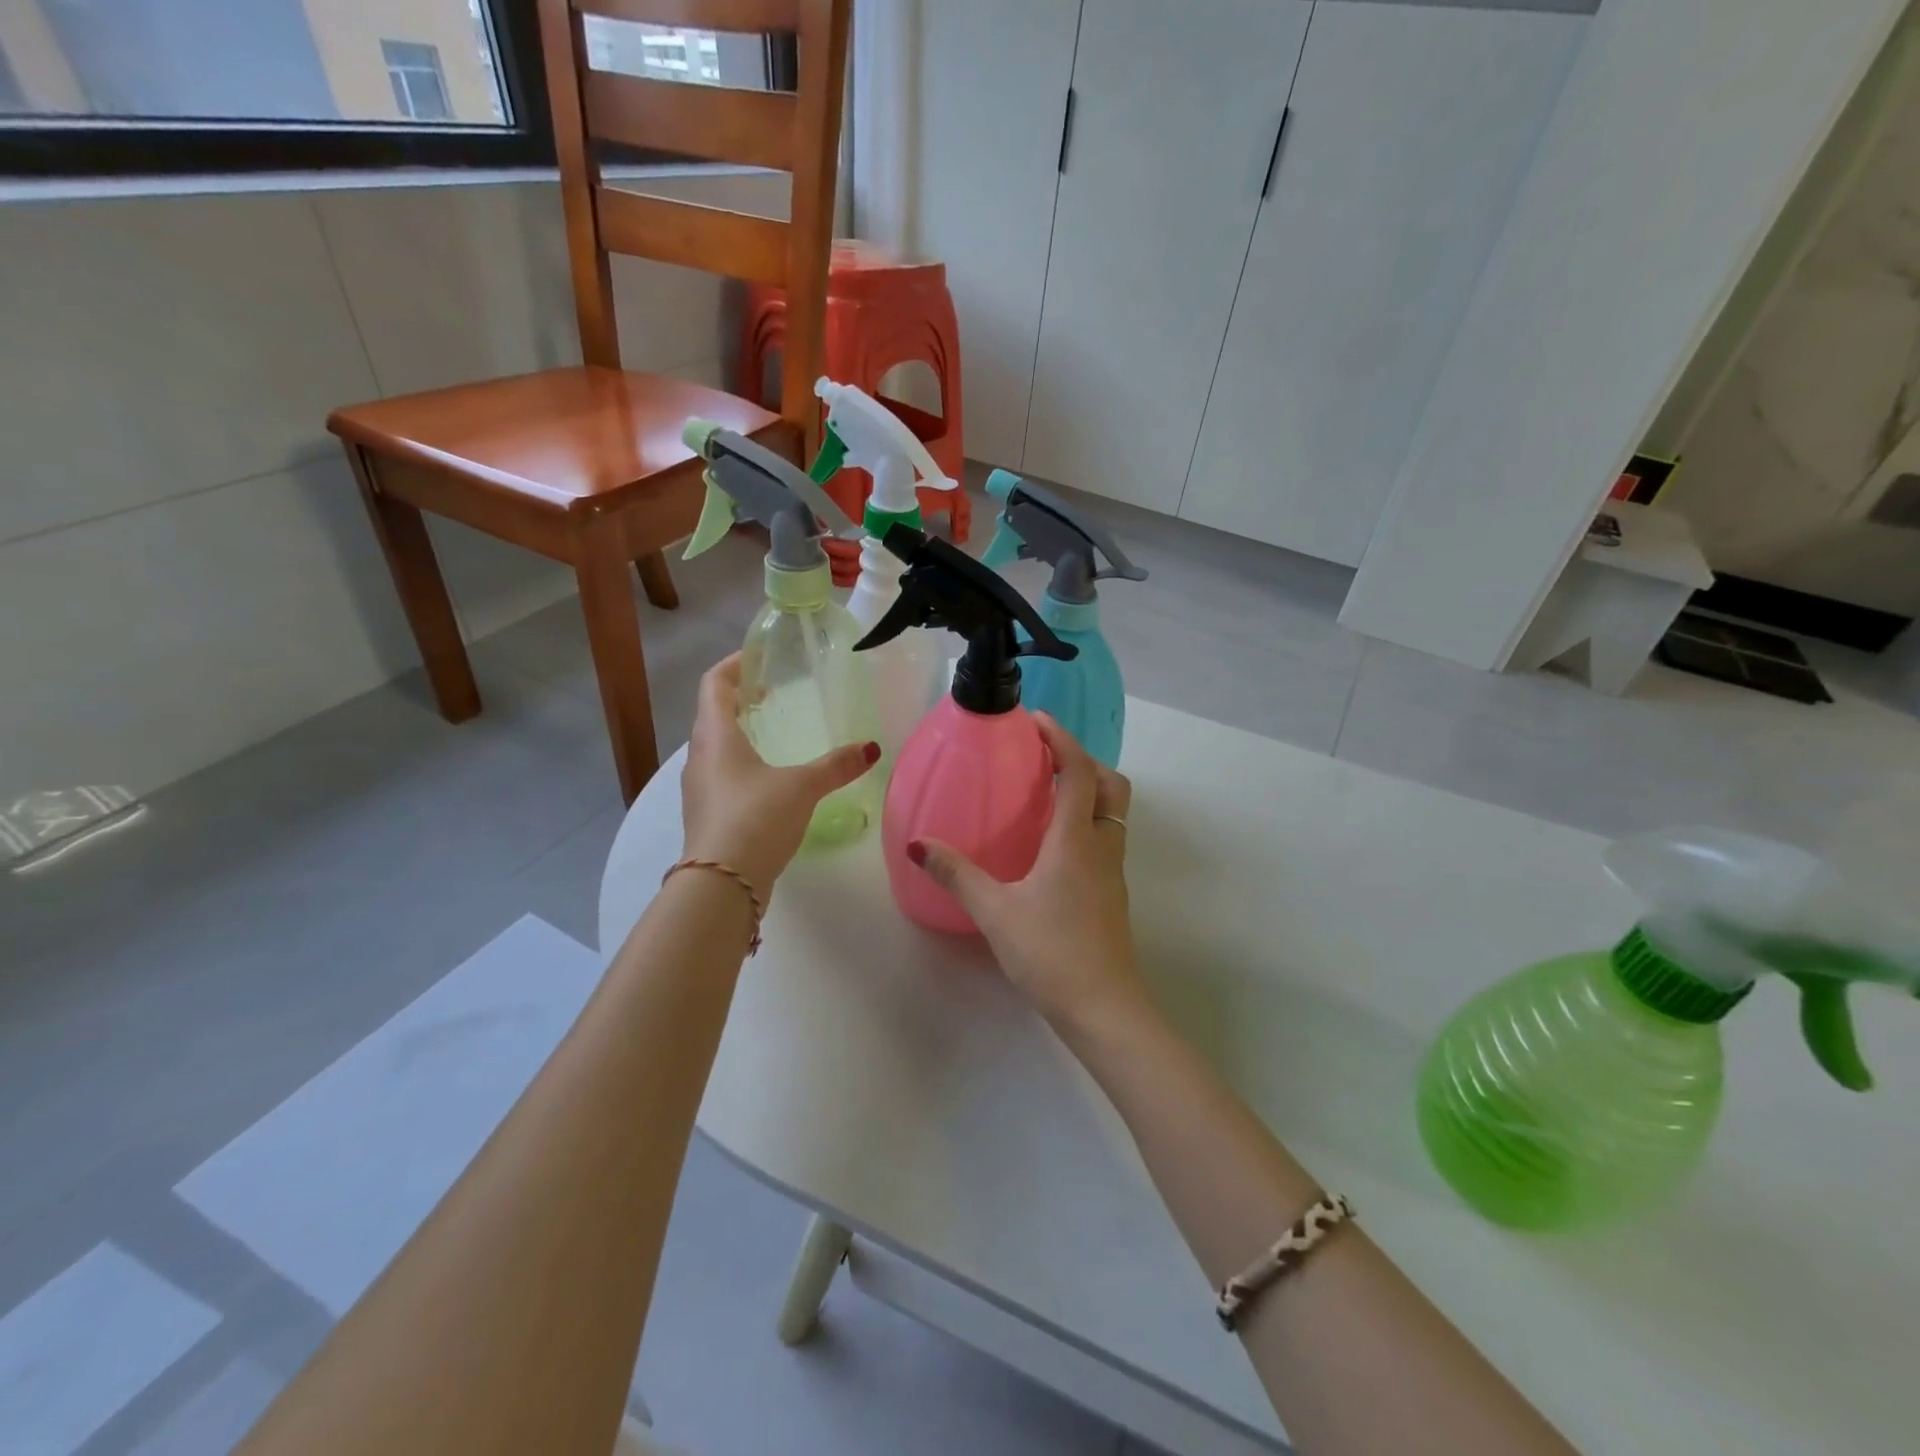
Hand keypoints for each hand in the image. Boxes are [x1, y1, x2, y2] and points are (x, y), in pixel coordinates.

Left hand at [681, 655, 878, 898]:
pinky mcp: (706, 814)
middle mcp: (699, 756)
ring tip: (771, 734)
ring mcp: (699, 788)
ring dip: (738, 733)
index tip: (758, 658)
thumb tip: (871, 748)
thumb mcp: (802, 787)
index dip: (734, 665)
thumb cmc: (756, 818)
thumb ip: (835, 766)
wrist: (721, 884)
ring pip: (715, 747)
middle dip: (739, 699)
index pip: (714, 684)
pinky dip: (740, 763)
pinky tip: (767, 780)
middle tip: (772, 695)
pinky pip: (720, 774)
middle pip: (712, 714)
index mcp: (716, 736)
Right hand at [908, 715, 1146, 1028]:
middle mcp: (1102, 846)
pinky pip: (1105, 839)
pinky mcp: (1112, 894)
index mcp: (1075, 840)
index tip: (1037, 720)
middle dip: (1083, 761)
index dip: (1061, 739)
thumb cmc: (1051, 952)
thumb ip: (957, 874)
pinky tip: (1051, 846)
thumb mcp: (995, 912)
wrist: (1104, 1008)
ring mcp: (1112, 872)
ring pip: (1111, 813)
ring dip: (1087, 791)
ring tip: (1045, 795)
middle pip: (1109, 785)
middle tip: (1045, 759)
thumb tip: (919, 844)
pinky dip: (1085, 822)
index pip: (1078, 772)